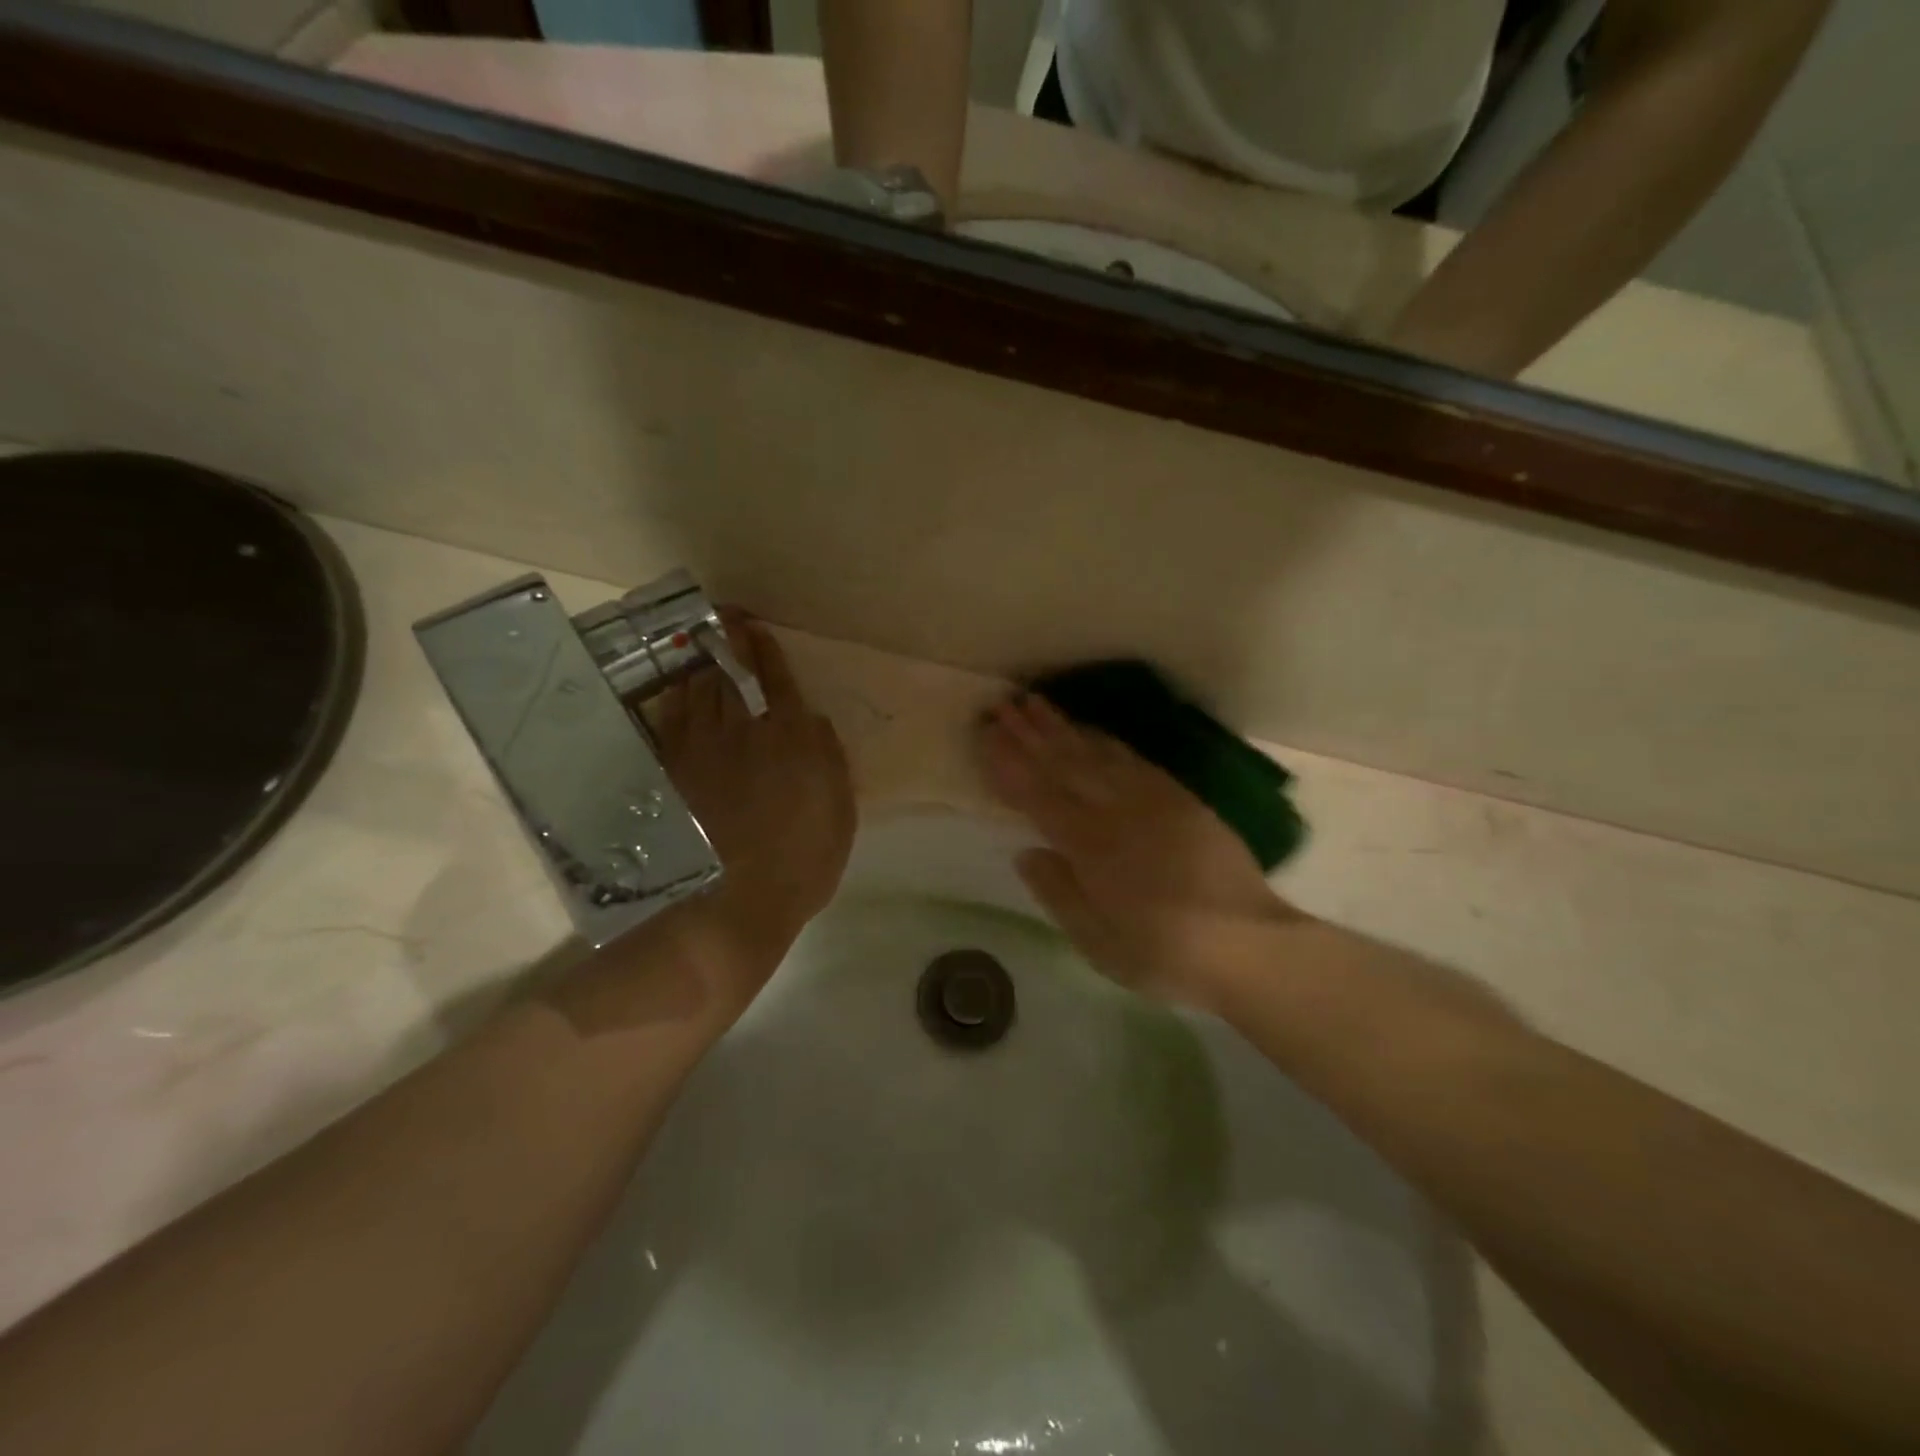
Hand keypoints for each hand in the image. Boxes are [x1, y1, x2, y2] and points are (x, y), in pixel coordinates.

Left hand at [653, 618, 855, 984]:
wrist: (737, 902)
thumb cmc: (803, 861)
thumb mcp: (840, 813)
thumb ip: (830, 759)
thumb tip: (812, 720)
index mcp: (792, 739)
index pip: (779, 681)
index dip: (768, 651)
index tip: (757, 627)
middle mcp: (745, 732)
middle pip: (732, 677)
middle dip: (728, 642)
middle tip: (722, 618)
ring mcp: (703, 751)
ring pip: (697, 693)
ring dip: (699, 665)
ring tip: (697, 646)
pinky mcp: (674, 773)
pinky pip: (670, 723)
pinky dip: (672, 700)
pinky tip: (673, 690)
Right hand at [978, 693, 1295, 1010]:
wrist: (1249, 944)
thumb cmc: (1164, 954)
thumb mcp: (1098, 943)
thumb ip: (1059, 893)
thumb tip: (1026, 852)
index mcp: (1090, 848)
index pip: (1038, 796)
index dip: (1009, 765)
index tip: (986, 736)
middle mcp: (1116, 813)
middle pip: (1064, 765)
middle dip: (1029, 733)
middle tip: (1002, 704)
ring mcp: (1152, 801)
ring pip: (1097, 754)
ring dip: (1063, 727)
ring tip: (1036, 703)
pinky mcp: (1181, 799)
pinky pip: (1134, 760)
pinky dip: (1106, 741)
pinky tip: (1091, 730)